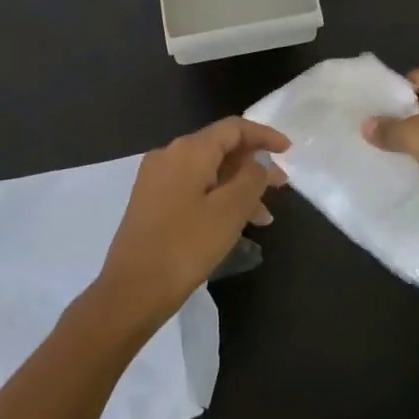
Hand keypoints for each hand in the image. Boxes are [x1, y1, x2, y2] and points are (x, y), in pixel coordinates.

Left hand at [92, 117, 289, 331]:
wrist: (131, 290)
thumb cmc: (185, 246)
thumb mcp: (229, 211)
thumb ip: (251, 178)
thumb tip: (258, 162)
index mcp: (188, 150)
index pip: (233, 128)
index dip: (264, 135)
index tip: (288, 151)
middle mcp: (169, 155)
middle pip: (220, 148)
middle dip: (253, 165)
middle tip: (281, 187)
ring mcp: (156, 178)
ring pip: (208, 171)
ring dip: (238, 187)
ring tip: (264, 217)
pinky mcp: (151, 201)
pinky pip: (193, 187)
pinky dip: (218, 197)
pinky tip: (234, 223)